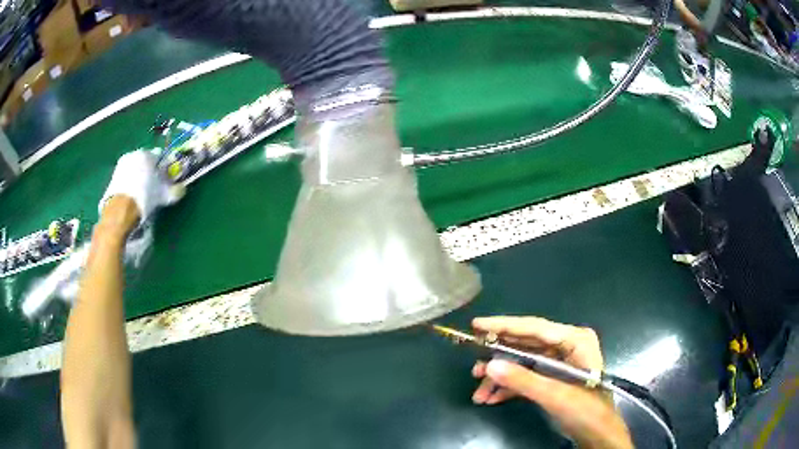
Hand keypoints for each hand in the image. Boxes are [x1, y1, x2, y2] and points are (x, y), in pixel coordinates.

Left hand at [99, 150, 183, 230]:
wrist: (121, 210)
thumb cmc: (144, 197)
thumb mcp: (162, 195)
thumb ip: (174, 190)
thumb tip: (182, 189)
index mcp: (147, 154)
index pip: (160, 157)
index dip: (164, 169)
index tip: (165, 180)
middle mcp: (134, 154)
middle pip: (146, 162)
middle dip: (150, 172)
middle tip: (154, 187)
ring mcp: (122, 164)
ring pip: (135, 169)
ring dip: (139, 178)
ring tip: (142, 194)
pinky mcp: (114, 176)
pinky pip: (126, 177)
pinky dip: (130, 183)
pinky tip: (133, 196)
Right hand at [470, 316, 632, 448]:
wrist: (597, 433)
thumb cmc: (585, 410)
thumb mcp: (554, 395)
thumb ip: (523, 380)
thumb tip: (489, 365)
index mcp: (574, 340)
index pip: (534, 328)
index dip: (504, 326)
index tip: (476, 325)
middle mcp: (566, 345)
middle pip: (525, 346)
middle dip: (499, 359)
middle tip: (474, 367)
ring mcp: (558, 362)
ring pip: (522, 363)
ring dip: (501, 378)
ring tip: (479, 393)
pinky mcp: (552, 377)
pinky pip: (526, 377)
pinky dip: (509, 387)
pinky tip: (491, 399)